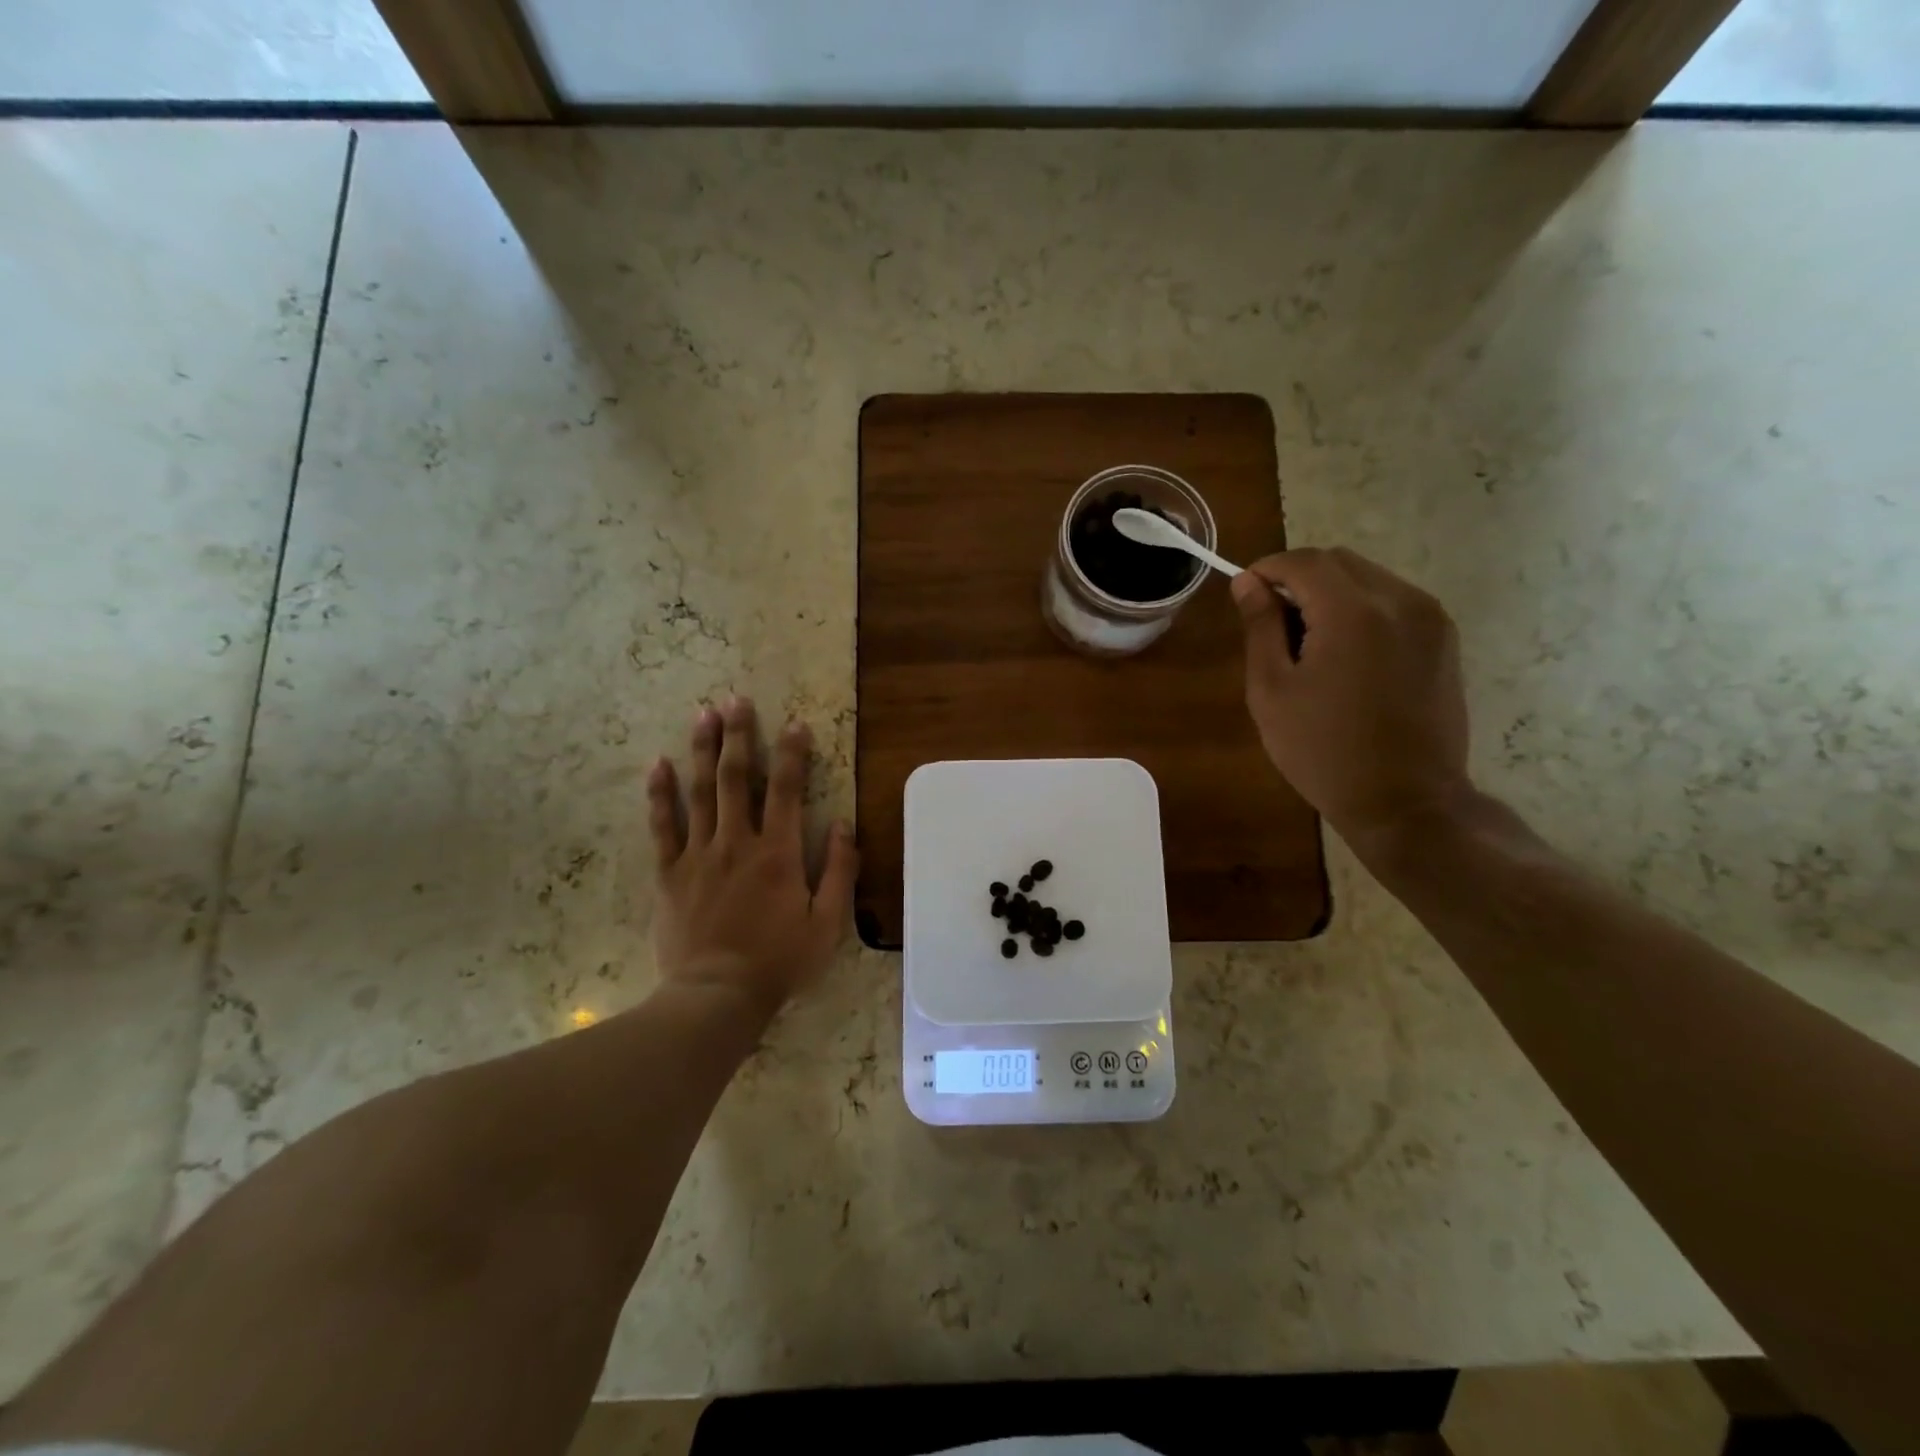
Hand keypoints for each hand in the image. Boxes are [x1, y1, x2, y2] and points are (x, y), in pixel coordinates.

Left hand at [646, 697, 856, 1013]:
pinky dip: (660, 794)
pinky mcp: (670, 873)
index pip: (788, 790)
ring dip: (703, 750)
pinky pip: (662, 826)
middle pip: (738, 778)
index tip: (795, 723)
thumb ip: (840, 871)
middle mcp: (738, 842)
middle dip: (739, 736)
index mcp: (779, 853)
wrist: (716, 997)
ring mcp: (699, 855)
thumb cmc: (779, 961)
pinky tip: (657, 765)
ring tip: (703, 714)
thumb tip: (845, 824)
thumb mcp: (827, 924)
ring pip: (700, 791)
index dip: (793, 753)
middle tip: (735, 700)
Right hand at [1231, 548, 1470, 847]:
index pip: (1304, 561)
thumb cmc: (1323, 751)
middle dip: (1298, 579)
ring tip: (1309, 643)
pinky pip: (1393, 601)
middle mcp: (1400, 601)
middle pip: (1339, 562)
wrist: (1405, 801)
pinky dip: (1361, 609)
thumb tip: (1248, 583)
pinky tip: (1345, 655)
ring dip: (1330, 594)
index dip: (1268, 569)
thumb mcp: (1272, 691)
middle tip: (1272, 623)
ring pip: (1368, 578)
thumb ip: (1261, 627)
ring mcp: (1430, 618)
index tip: (1244, 594)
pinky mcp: (1444, 638)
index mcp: (1353, 613)